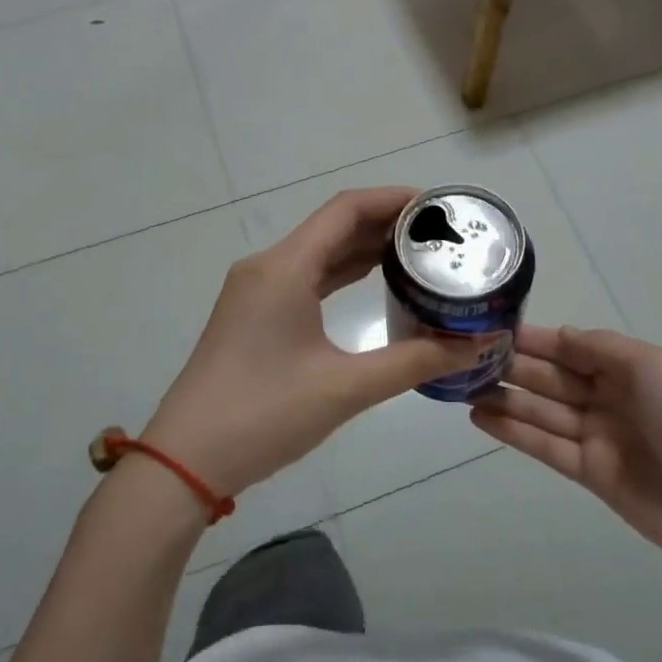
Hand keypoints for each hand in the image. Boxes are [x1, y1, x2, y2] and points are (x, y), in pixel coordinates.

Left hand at [141, 188, 494, 496]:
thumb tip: (477, 344)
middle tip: (440, 234)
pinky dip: (341, 274)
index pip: (346, 209)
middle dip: (386, 224)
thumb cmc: (264, 415)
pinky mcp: (254, 315)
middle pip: (333, 226)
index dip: (393, 199)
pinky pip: (306, 277)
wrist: (185, 462)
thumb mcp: (346, 388)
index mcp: (284, 267)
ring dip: (364, 248)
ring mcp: (256, 291)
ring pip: (319, 253)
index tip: (438, 206)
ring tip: (419, 253)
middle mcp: (267, 266)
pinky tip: (375, 282)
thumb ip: (415, 361)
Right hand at [471, 325, 661, 576]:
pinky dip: (513, 431)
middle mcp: (611, 397)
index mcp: (631, 367)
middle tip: (465, 357)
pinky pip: (545, 445)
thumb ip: (601, 347)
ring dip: (505, 397)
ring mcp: (599, 436)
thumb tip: (559, 334)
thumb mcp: (653, 367)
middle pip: (554, 376)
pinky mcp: (589, 473)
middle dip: (514, 365)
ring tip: (461, 386)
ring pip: (543, 410)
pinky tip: (480, 417)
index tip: (492, 329)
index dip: (535, 338)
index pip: (572, 346)